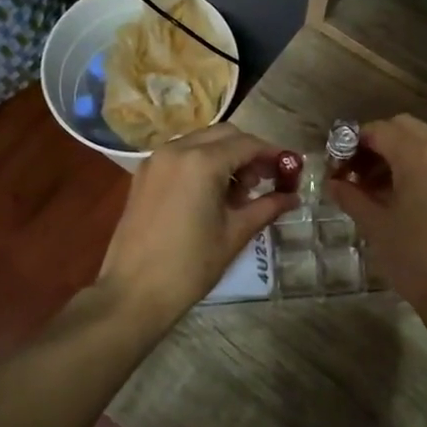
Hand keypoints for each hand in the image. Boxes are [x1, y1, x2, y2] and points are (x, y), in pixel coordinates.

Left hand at [97, 124, 298, 326]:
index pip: (247, 144)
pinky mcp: (143, 174)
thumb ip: (267, 207)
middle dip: (248, 152)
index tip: (291, 169)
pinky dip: (201, 163)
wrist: (133, 292)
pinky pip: (180, 155)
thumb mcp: (235, 234)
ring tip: (237, 193)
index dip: (273, 154)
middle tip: (264, 182)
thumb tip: (293, 197)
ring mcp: (156, 160)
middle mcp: (177, 150)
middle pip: (223, 135)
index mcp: (202, 162)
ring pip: (200, 141)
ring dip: (224, 156)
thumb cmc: (190, 265)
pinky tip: (210, 194)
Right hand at [326, 115, 426, 323]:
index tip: (337, 165)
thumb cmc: (416, 259)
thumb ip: (351, 196)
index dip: (354, 142)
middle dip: (377, 142)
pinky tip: (404, 193)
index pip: (380, 130)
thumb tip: (333, 182)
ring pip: (425, 141)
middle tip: (356, 172)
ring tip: (377, 186)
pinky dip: (420, 164)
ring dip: (399, 152)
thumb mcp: (376, 226)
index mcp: (420, 155)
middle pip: (405, 127)